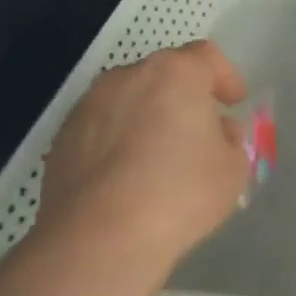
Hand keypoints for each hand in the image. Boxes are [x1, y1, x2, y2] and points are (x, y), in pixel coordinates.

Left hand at [32, 40, 251, 275]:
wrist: (99, 239)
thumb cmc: (180, 194)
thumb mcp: (233, 169)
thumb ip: (232, 140)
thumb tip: (218, 130)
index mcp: (176, 73)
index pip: (206, 57)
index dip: (225, 76)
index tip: (233, 102)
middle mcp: (129, 77)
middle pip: (164, 74)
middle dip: (183, 96)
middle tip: (198, 131)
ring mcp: (89, 105)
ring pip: (129, 100)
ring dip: (147, 117)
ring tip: (158, 157)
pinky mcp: (63, 137)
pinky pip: (102, 128)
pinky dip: (117, 141)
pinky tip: (126, 178)